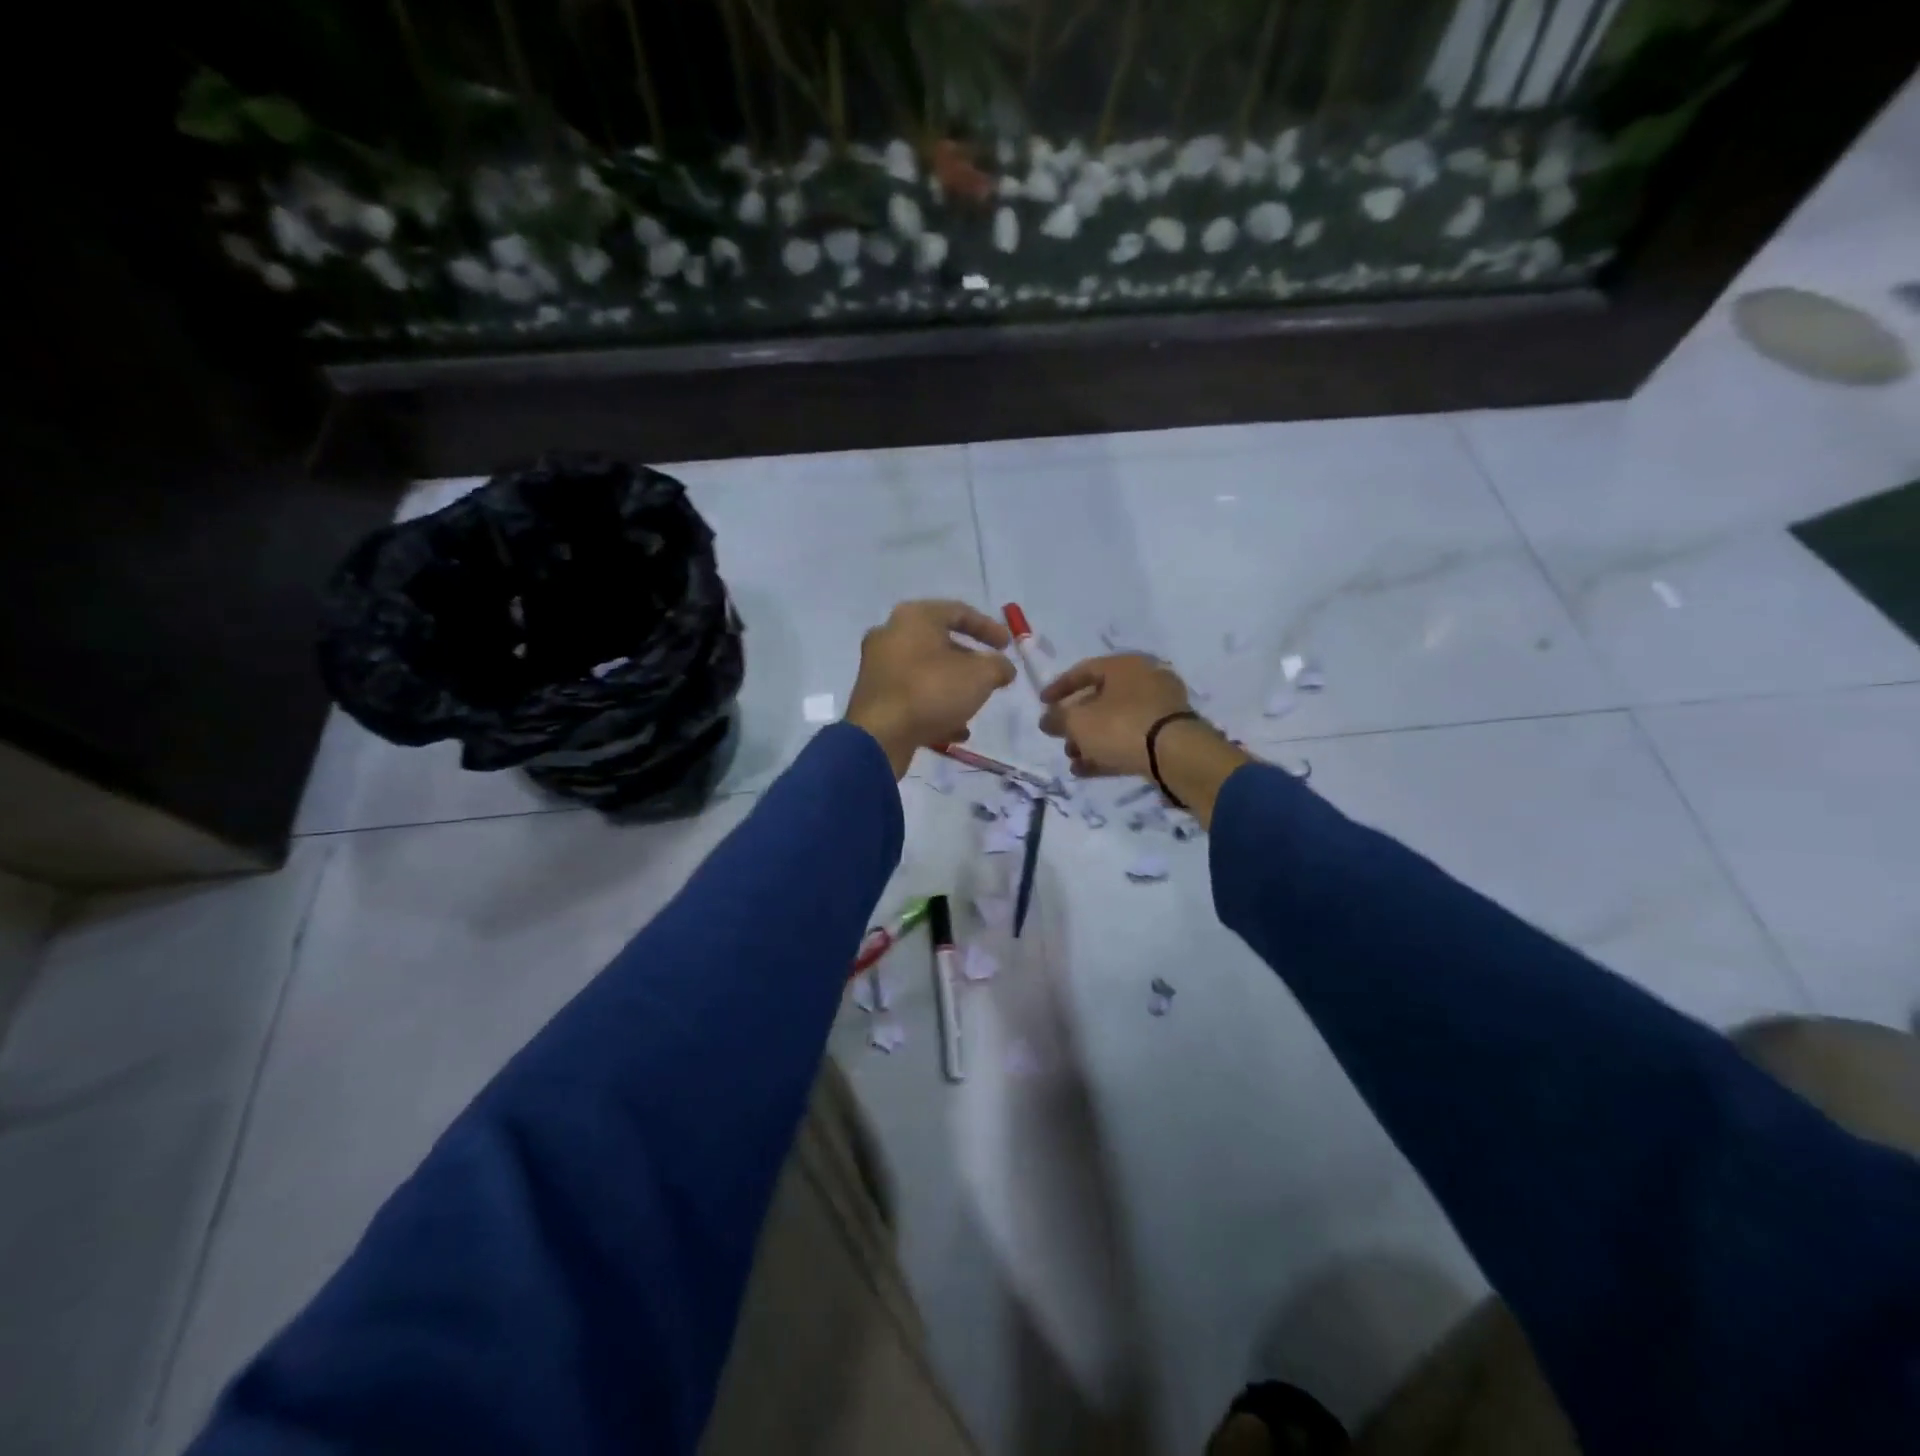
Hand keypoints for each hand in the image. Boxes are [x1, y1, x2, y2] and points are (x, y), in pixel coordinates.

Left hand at [845, 600, 1016, 777]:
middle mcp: (891, 635)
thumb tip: (1004, 668)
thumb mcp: (979, 676)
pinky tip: (955, 731)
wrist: (879, 735)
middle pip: (939, 642)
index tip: (1008, 646)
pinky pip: (911, 695)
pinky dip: (934, 707)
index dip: (988, 628)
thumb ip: (998, 666)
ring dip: (953, 688)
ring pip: (926, 672)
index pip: (958, 611)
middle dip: (970, 662)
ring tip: (974, 706)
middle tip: (991, 676)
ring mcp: (878, 667)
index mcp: (914, 617)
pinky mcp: (874, 697)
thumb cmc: (931, 691)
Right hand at [1038, 654, 1193, 777]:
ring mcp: (1160, 709)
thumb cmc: (1121, 726)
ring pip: (1115, 722)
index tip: (1042, 704)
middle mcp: (1145, 681)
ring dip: (1090, 740)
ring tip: (1072, 759)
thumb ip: (1057, 718)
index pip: (1084, 670)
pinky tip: (1086, 770)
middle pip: (1101, 698)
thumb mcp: (1078, 721)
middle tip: (1060, 737)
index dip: (1059, 688)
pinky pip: (1130, 740)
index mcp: (1124, 666)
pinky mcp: (1167, 736)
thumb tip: (1047, 719)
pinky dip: (1108, 752)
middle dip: (1076, 721)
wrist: (1176, 756)